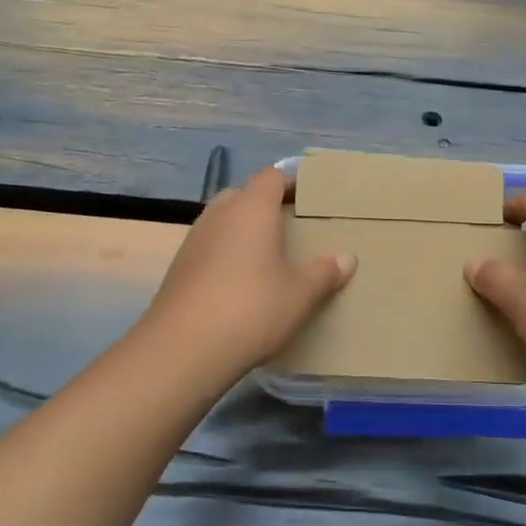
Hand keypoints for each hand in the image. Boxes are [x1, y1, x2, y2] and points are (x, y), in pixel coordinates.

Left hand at [138, 167, 355, 381]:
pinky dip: (226, 255)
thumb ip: (325, 272)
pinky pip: (209, 248)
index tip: (310, 198)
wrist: (183, 349)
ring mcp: (194, 239)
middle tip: (290, 228)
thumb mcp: (300, 293)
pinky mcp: (178, 267)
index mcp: (251, 207)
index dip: (291, 182)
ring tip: (268, 257)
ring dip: (243, 231)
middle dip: (265, 206)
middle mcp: (219, 214)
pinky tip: (240, 284)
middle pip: (244, 195)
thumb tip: (347, 258)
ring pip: (223, 221)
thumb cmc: (252, 308)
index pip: (272, 176)